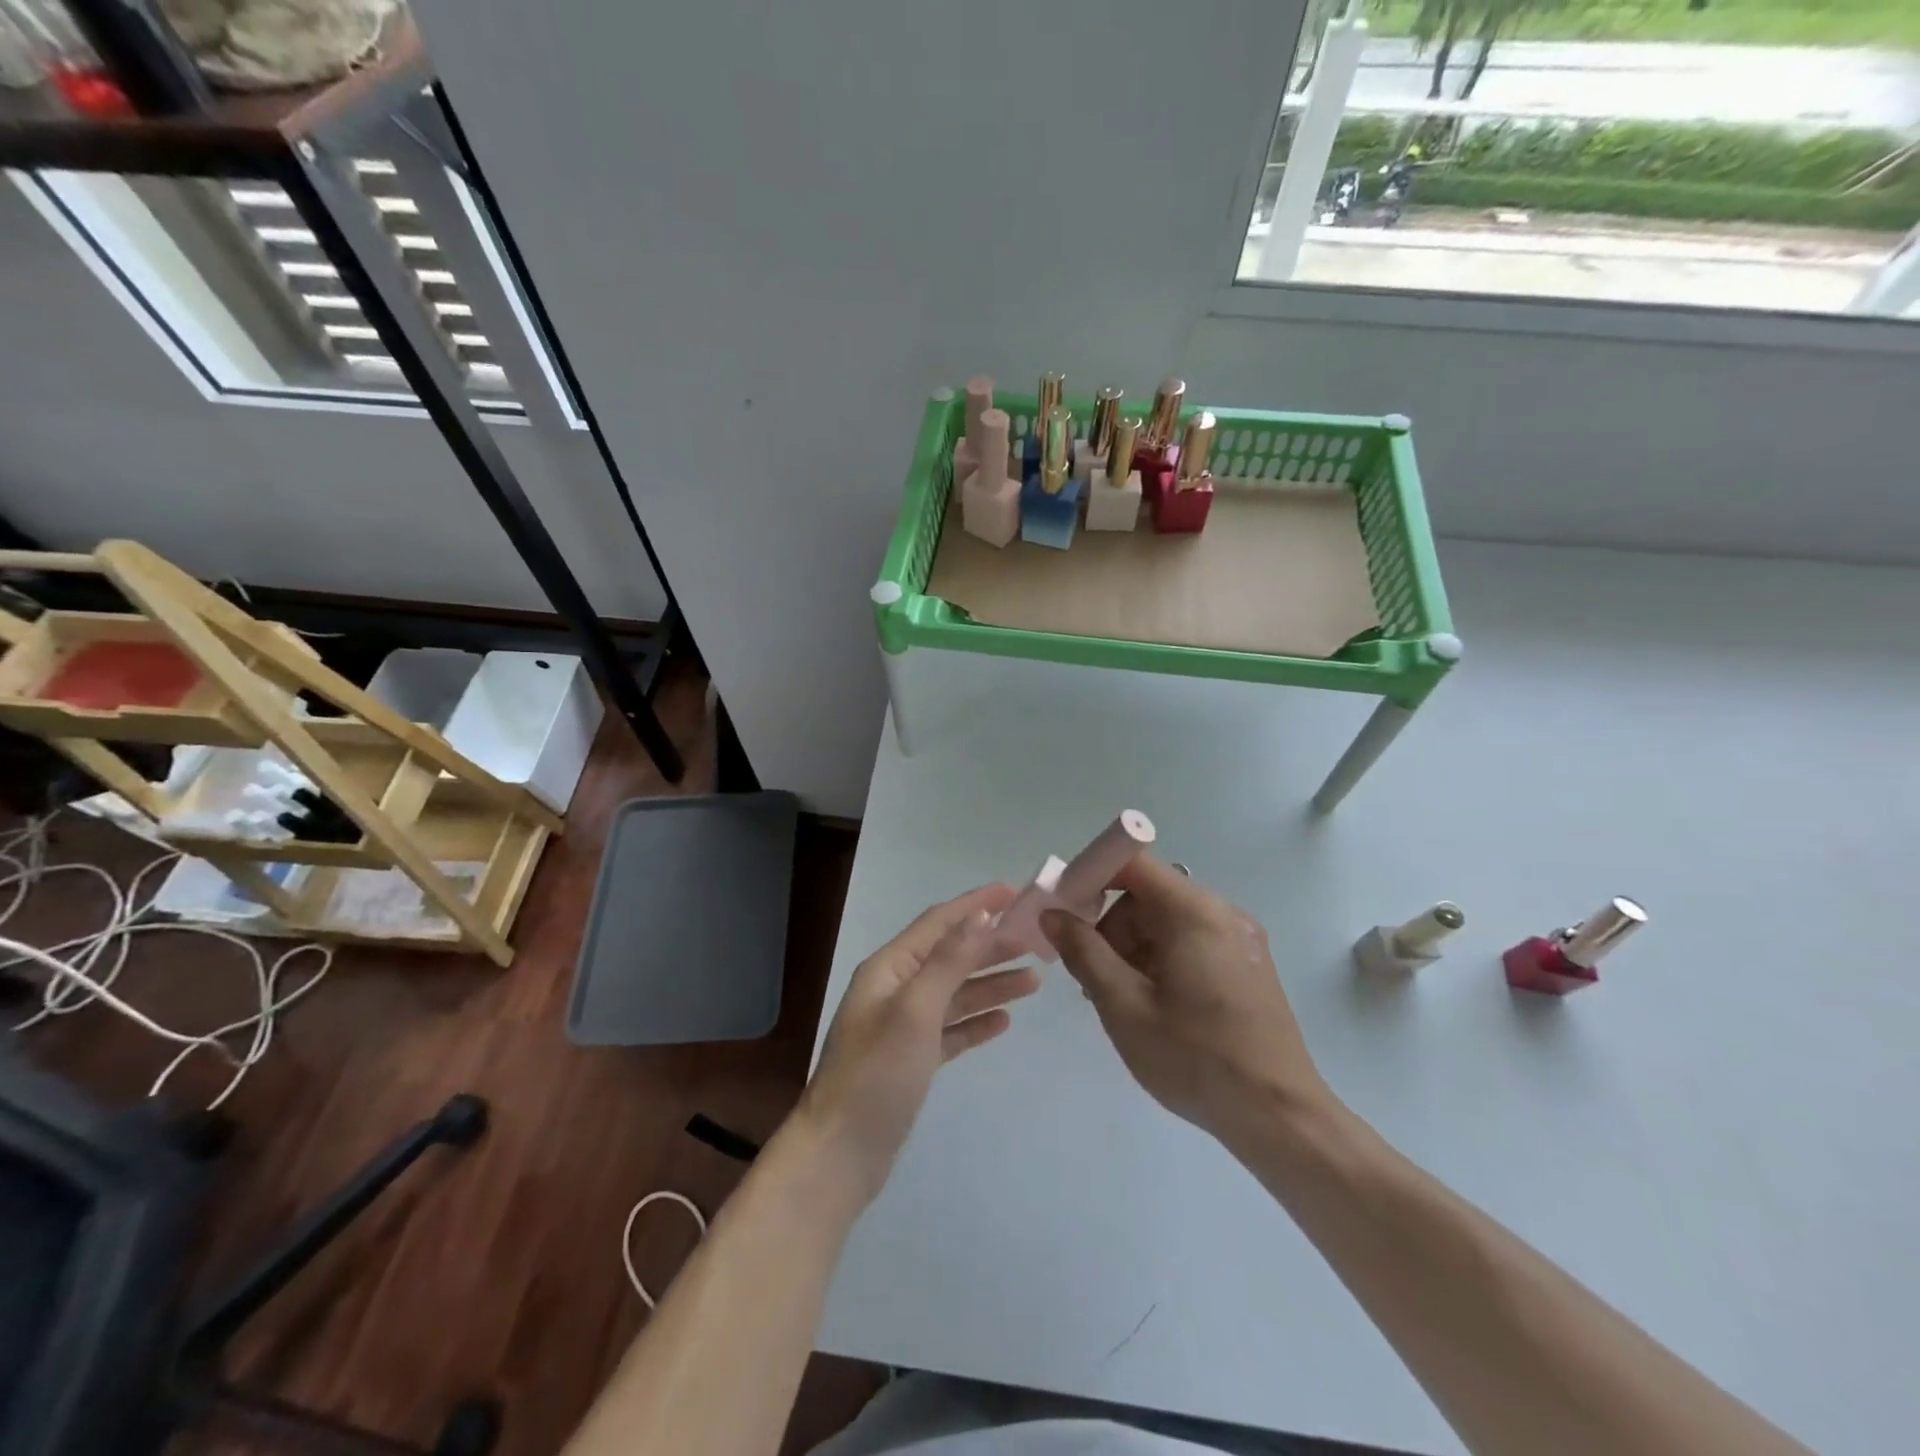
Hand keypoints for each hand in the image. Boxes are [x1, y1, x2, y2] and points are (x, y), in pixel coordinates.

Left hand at [799, 884, 1037, 1205]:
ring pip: (954, 993)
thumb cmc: (877, 1073)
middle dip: (991, 946)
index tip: (1015, 893)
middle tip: (1036, 942)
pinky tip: (1003, 1021)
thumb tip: (980, 914)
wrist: (840, 1153)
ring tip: (1033, 980)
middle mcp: (895, 989)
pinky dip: (975, 1022)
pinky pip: (950, 1029)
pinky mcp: (911, 1060)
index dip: (975, 905)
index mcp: (890, 968)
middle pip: (950, 956)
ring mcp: (902, 1026)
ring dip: (990, 984)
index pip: (939, 923)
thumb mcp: (916, 1009)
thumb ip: (950, 961)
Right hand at [1042, 856, 1328, 1146]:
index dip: (1091, 878)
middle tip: (1094, 976)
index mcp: (1194, 912)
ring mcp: (1240, 938)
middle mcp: (1222, 912)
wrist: (1280, 1117)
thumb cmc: (1195, 1057)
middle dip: (1112, 926)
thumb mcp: (1124, 1006)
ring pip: (1168, 920)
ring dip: (1135, 947)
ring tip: (1124, 1000)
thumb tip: (1053, 915)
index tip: (1066, 916)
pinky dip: (1162, 958)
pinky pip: (1192, 941)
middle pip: (1149, 894)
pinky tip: (1155, 1004)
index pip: (1132, 864)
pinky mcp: (1249, 963)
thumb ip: (1083, 952)